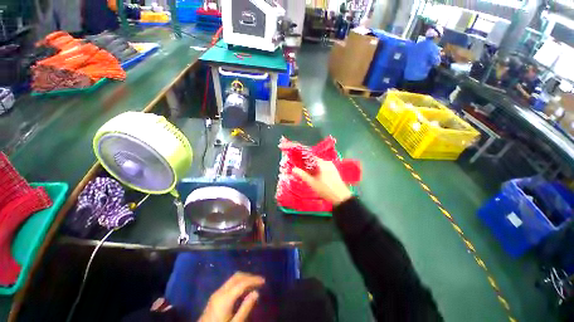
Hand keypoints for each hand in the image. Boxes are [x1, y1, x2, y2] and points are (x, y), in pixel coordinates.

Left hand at [199, 272, 264, 321]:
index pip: (242, 283)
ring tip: (254, 284)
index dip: (254, 280)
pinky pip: (229, 284)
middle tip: (259, 281)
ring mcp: (216, 293)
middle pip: (236, 277)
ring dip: (244, 279)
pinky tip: (243, 290)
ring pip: (232, 279)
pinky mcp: (215, 297)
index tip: (264, 281)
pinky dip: (238, 283)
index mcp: (225, 298)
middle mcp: (220, 292)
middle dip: (249, 276)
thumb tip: (256, 292)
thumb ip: (245, 308)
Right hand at [293, 159, 352, 205]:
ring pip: (319, 165)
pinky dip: (318, 171)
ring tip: (307, 174)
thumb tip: (293, 169)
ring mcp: (332, 167)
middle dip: (308, 165)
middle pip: (315, 161)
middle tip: (301, 170)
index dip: (303, 160)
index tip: (297, 164)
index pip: (311, 157)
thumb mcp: (312, 182)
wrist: (340, 197)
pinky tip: (315, 177)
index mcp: (323, 163)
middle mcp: (328, 162)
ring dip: (313, 168)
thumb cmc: (325, 189)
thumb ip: (302, 175)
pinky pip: (324, 168)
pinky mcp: (334, 172)